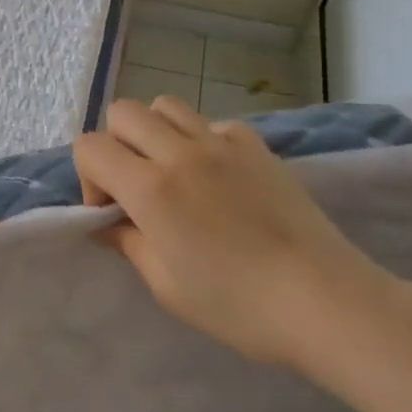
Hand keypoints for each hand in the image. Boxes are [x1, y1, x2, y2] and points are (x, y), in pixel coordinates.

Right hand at [74, 96, 397, 377]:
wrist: (323, 300)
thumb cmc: (238, 305)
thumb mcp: (167, 286)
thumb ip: (129, 243)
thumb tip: (106, 225)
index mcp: (151, 188)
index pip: (91, 147)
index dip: (88, 177)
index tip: (111, 212)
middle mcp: (180, 152)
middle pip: (123, 112)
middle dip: (116, 145)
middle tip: (136, 188)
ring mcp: (222, 143)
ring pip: (166, 105)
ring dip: (155, 133)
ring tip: (173, 174)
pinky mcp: (256, 146)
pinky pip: (212, 123)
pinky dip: (201, 140)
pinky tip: (218, 177)